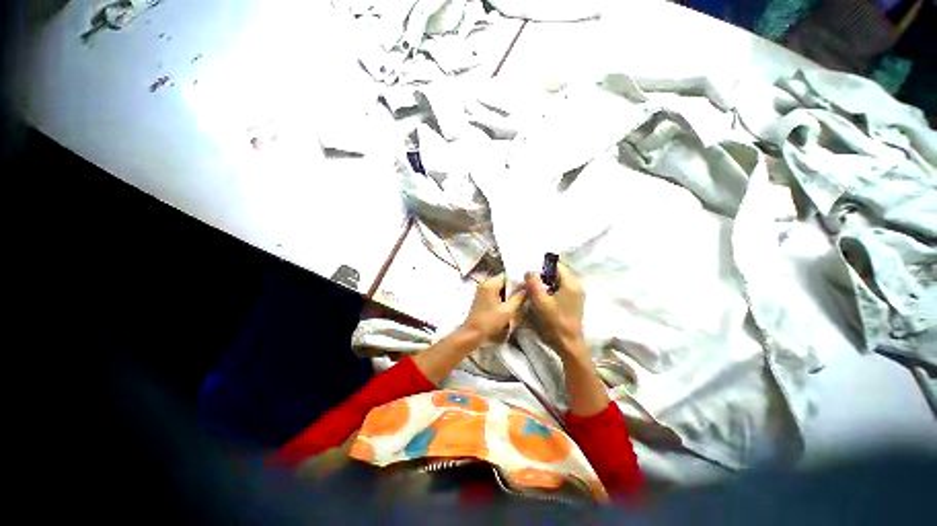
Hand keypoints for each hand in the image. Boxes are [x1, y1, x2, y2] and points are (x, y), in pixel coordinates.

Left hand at [460, 274, 526, 342]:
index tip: (528, 287)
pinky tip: (509, 305)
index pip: (507, 276)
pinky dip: (503, 297)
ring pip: (500, 288)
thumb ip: (519, 298)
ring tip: (519, 300)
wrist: (472, 334)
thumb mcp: (507, 310)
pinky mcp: (482, 297)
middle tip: (525, 295)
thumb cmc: (489, 321)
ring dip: (509, 294)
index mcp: (490, 284)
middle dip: (514, 288)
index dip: (518, 281)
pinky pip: (495, 293)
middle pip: (504, 281)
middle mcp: (485, 284)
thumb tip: (528, 289)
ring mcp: (482, 290)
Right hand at [525, 262, 585, 358]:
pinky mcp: (573, 300)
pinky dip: (550, 287)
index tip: (530, 268)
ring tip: (533, 285)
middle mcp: (576, 285)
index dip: (543, 264)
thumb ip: (534, 284)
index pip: (557, 264)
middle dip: (543, 272)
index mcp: (571, 283)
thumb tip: (529, 271)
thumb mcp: (541, 302)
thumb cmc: (555, 322)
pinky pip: (561, 287)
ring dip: (546, 280)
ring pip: (559, 279)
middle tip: (529, 277)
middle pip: (558, 271)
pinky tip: (541, 293)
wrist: (569, 343)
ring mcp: (576, 292)